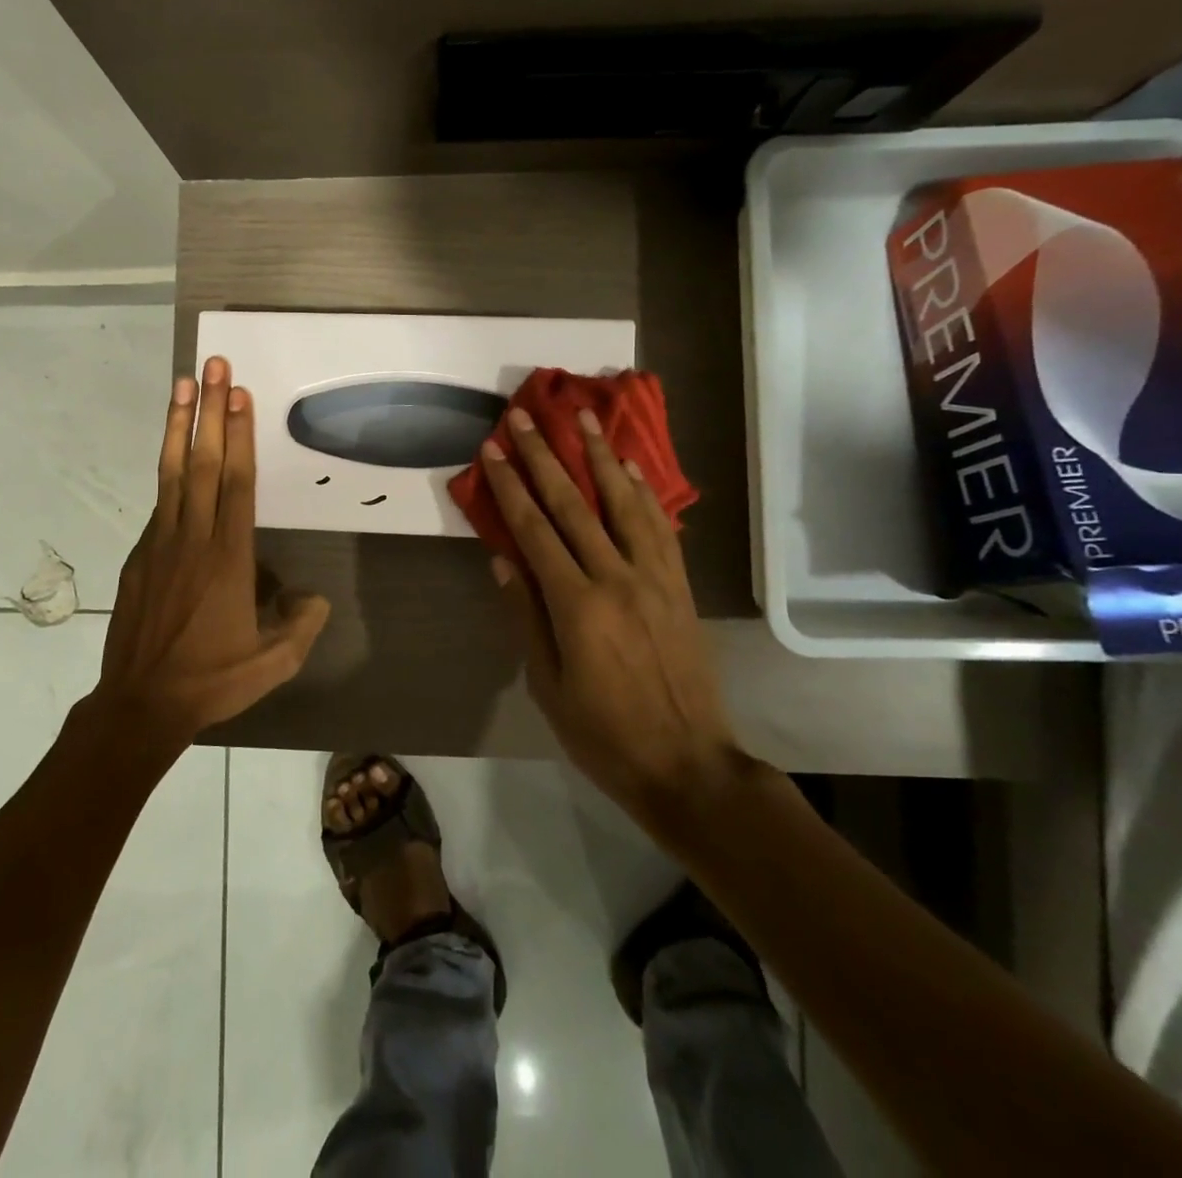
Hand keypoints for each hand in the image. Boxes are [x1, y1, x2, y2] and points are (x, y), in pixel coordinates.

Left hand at [97, 356, 330, 742]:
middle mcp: (193, 538)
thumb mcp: (274, 662)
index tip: (238, 394)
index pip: (235, 482)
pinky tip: (175, 457)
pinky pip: (159, 503)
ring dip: (179, 426)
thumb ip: (301, 624)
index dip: (238, 435)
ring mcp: (160, 544)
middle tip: (213, 366)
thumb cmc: (213, 679)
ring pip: (172, 473)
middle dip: (209, 410)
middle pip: (202, 462)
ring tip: (182, 384)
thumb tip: (312, 596)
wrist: (141, 704)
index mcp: (228, 557)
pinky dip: (168, 471)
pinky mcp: (139, 557)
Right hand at [480, 406, 741, 819]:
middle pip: (574, 505)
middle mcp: (617, 578)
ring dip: (600, 457)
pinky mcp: (679, 587)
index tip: (493, 449)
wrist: (688, 765)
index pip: (535, 531)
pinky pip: (660, 528)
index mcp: (577, 606)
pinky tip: (629, 467)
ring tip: (584, 418)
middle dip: (545, 456)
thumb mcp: (548, 685)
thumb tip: (503, 560)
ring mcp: (655, 579)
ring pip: (624, 503)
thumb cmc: (603, 735)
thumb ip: (526, 617)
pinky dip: (642, 492)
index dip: (511, 487)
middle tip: (525, 415)